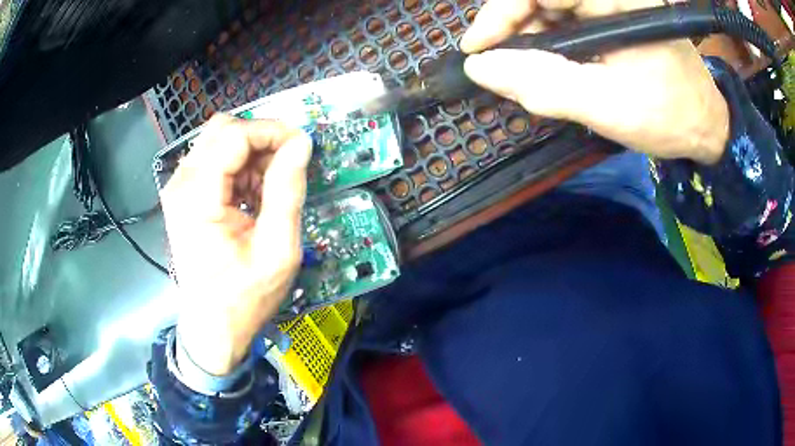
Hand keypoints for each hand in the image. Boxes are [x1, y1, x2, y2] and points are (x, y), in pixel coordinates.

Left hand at [161, 114, 311, 374]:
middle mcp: (181, 184)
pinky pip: (214, 161)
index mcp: (198, 196)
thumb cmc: (244, 297)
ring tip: (271, 187)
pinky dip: (239, 168)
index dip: (272, 132)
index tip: (302, 145)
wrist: (212, 327)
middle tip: (287, 164)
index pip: (235, 135)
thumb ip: (287, 191)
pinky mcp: (184, 196)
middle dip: (261, 139)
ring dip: (251, 154)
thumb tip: (301, 144)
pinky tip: (253, 195)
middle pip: (222, 130)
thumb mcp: (277, 249)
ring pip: (219, 142)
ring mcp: (179, 189)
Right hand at [460, 0, 729, 163]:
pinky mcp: (609, 15)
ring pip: (549, 10)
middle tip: (501, 67)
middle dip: (515, 30)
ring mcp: (609, 3)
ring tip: (529, 74)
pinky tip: (551, 67)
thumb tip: (481, 68)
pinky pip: (564, 21)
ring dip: (531, 40)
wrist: (704, 124)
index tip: (478, 49)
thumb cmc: (670, 116)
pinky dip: (549, 45)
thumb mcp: (609, 106)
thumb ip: (545, 86)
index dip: (501, 13)